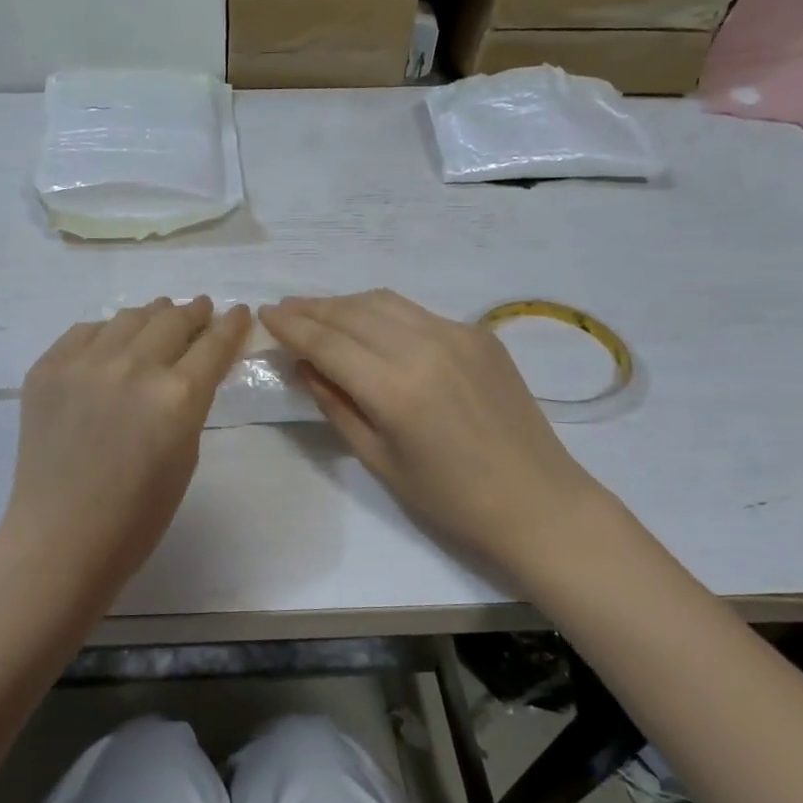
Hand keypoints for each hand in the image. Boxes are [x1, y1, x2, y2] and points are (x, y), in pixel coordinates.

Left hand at [0, 297, 250, 615]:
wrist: (61, 537)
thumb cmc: (137, 515)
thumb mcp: (186, 455)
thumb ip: (192, 403)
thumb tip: (190, 369)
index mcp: (177, 395)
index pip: (214, 344)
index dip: (232, 324)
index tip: (239, 312)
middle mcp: (133, 366)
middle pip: (173, 319)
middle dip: (193, 312)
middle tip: (200, 310)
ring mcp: (85, 363)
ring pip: (128, 317)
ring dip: (152, 316)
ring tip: (158, 318)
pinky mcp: (48, 367)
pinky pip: (85, 332)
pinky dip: (106, 333)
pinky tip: (111, 343)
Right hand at [261, 291, 607, 581]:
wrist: (537, 501)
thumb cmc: (450, 499)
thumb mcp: (378, 459)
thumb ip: (336, 405)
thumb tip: (304, 366)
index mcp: (394, 388)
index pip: (327, 342)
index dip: (291, 326)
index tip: (264, 314)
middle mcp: (424, 346)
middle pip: (352, 312)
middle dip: (312, 308)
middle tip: (284, 309)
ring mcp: (457, 334)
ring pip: (384, 302)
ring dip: (345, 303)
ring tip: (319, 312)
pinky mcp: (479, 334)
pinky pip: (417, 312)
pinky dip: (382, 312)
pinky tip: (370, 326)